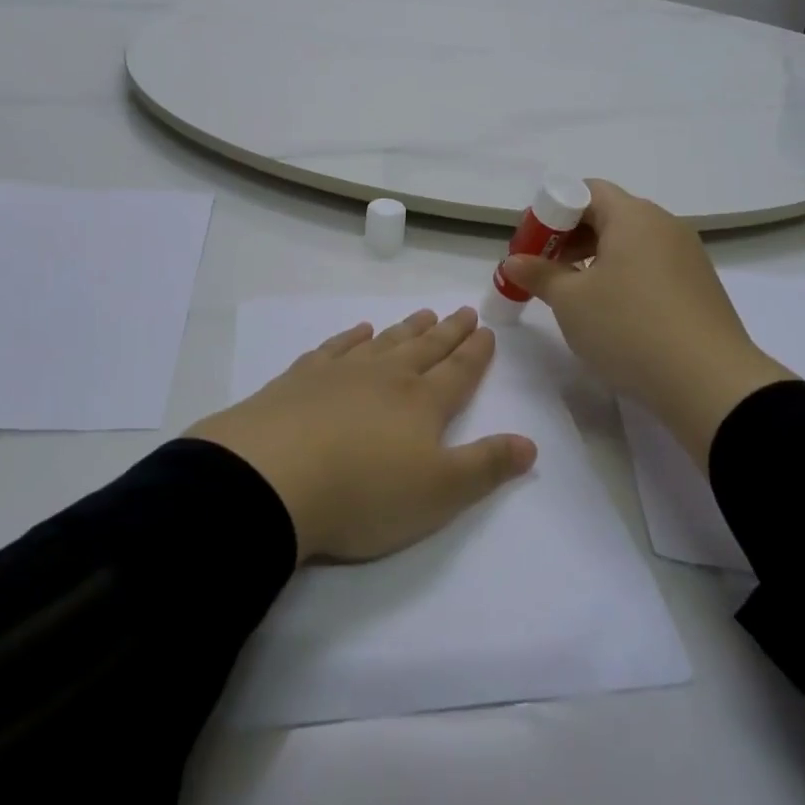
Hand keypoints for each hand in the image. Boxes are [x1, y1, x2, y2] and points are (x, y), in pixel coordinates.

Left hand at [187, 307, 536, 564]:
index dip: (475, 353)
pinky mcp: (302, 378)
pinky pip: (336, 348)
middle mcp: (387, 378)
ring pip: (384, 342)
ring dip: (407, 329)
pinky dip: (351, 337)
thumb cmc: (364, 493)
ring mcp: (342, 373)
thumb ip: (486, 466)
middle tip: (463, 310)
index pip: (458, 372)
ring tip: (424, 314)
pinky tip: (358, 330)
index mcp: (422, 404)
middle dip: (448, 332)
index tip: (485, 330)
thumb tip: (530, 443)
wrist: (274, 477)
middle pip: (425, 348)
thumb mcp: (439, 493)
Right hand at [499, 180, 793, 469]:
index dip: (552, 211)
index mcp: (633, 215)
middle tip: (545, 270)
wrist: (711, 384)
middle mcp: (664, 224)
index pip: (586, 190)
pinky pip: (652, 266)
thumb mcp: (571, 302)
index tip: (533, 245)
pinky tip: (614, 312)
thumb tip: (514, 262)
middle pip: (609, 214)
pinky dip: (625, 276)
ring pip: (631, 242)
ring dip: (597, 258)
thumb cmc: (629, 327)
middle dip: (571, 237)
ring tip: (575, 295)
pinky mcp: (700, 286)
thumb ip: (539, 275)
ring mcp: (688, 255)